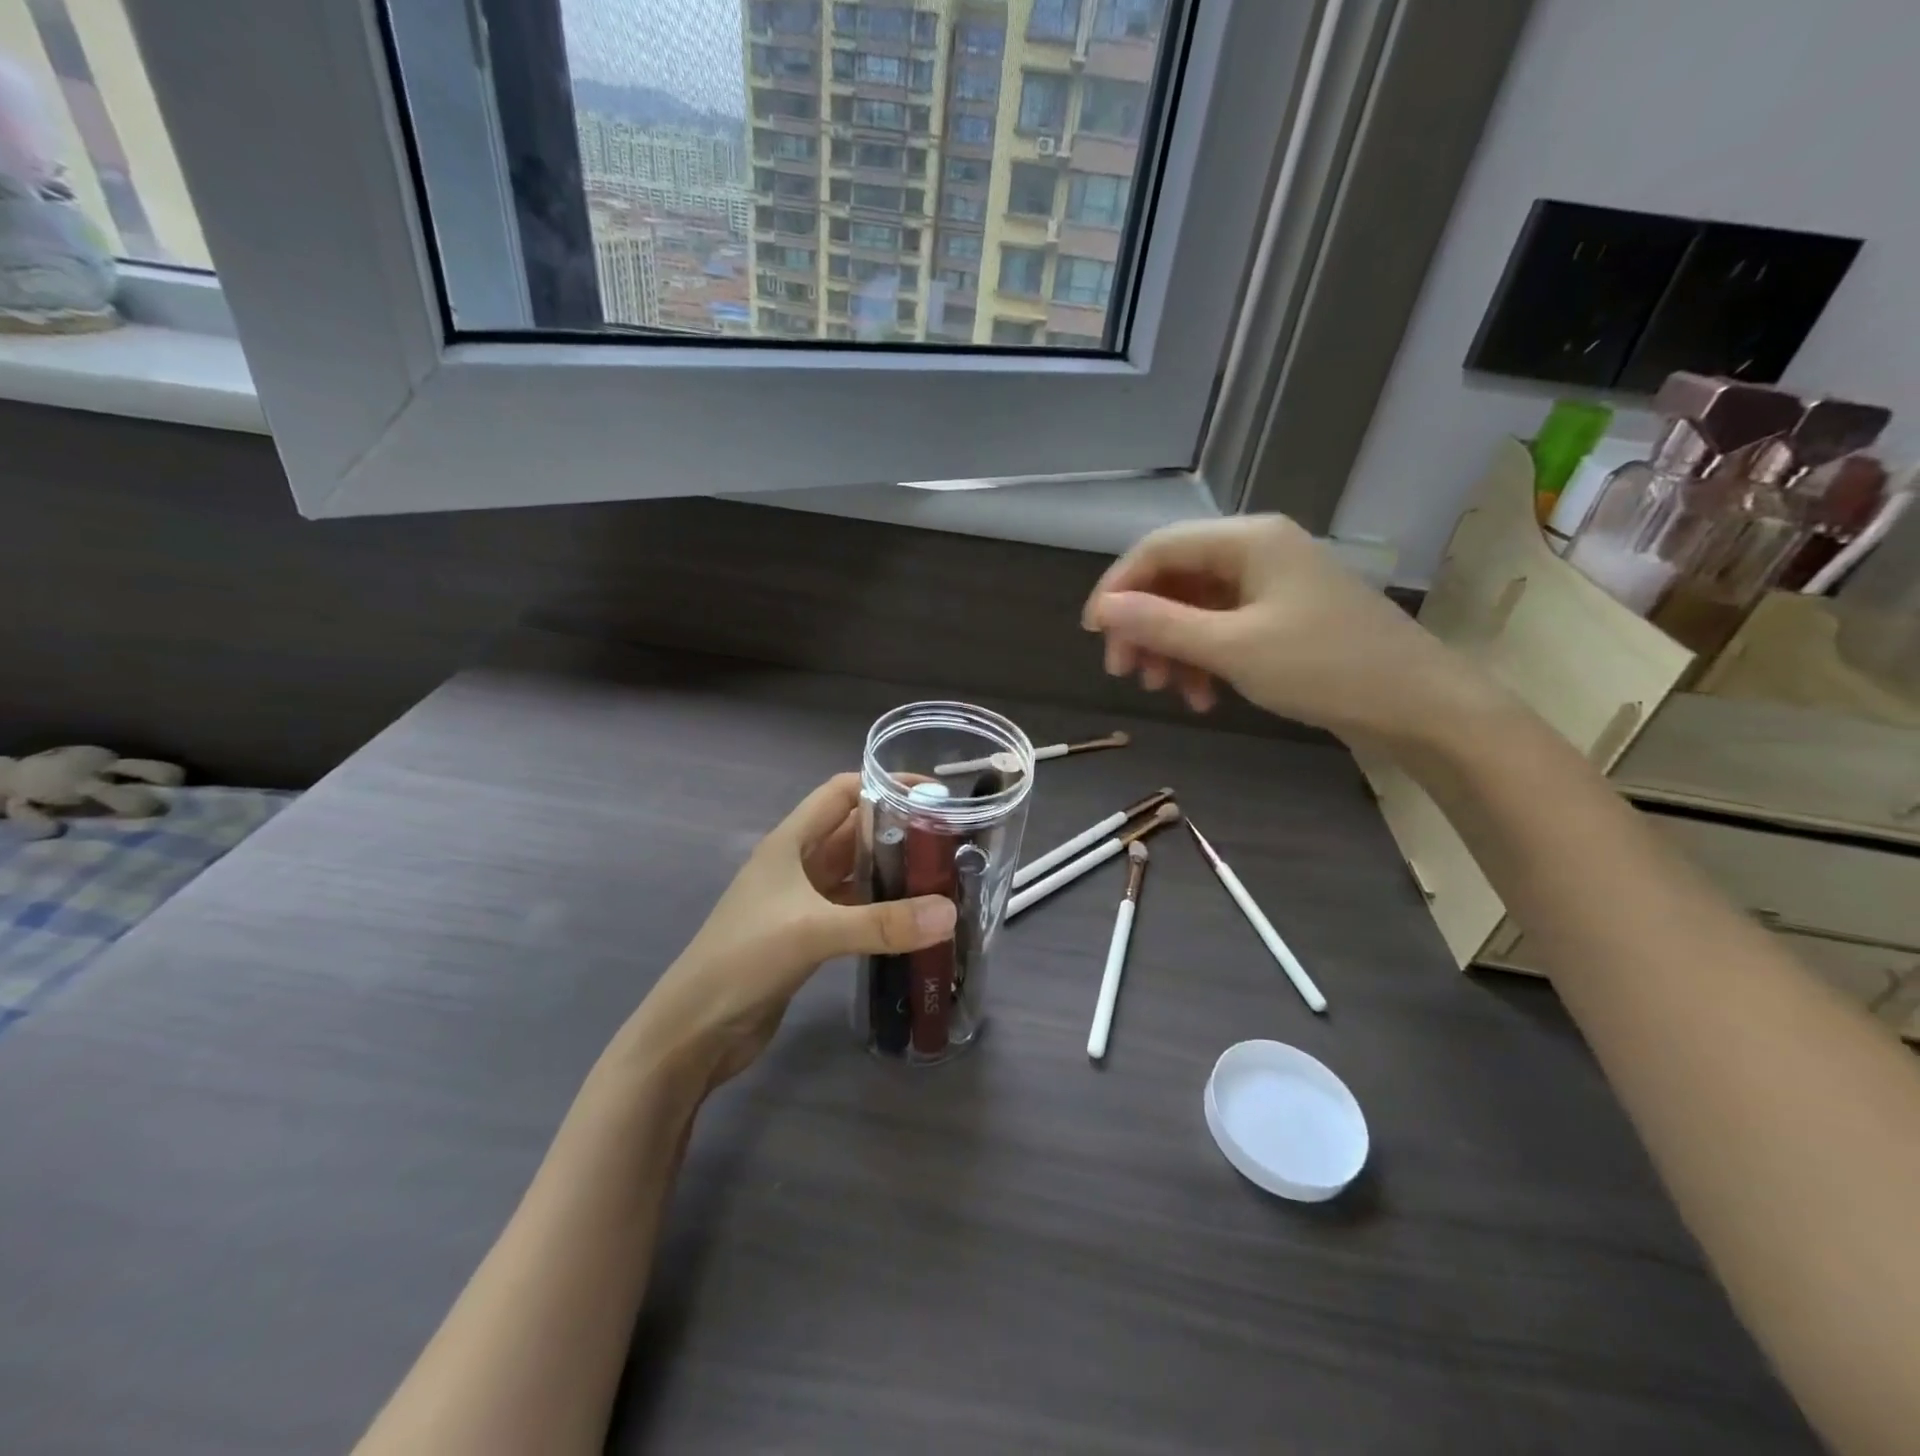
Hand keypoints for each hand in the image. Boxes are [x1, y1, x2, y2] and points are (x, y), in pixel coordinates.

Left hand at [622, 774, 956, 1091]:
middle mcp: (797, 864)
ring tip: (944, 878)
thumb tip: (950, 913)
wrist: (695, 1031)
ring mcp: (802, 902)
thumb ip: (883, 923)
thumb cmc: (743, 960)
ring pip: (857, 873)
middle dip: (899, 831)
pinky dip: (883, 911)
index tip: (933, 794)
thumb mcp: (813, 932)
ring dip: (894, 873)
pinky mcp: (808, 936)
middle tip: (952, 841)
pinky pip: (855, 910)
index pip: (842, 793)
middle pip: (855, 832)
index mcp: (790, 842)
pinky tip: (916, 921)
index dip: (884, 785)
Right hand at [1082, 516, 1495, 746]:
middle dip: (1145, 625)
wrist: (1417, 705)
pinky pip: (1223, 627)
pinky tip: (1202, 697)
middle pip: (1175, 578)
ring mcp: (1272, 583)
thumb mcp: (1232, 648)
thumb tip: (1102, 609)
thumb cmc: (1324, 668)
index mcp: (1247, 540)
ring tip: (1164, 690)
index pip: (1159, 548)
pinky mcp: (1283, 615)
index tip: (1093, 635)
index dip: (1118, 588)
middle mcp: (1257, 550)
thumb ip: (1161, 624)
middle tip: (1125, 672)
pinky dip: (1203, 659)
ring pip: (1196, 607)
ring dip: (1171, 647)